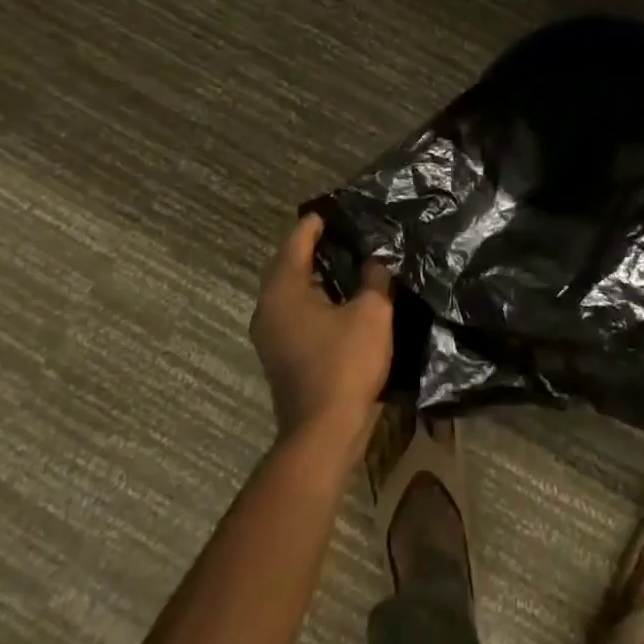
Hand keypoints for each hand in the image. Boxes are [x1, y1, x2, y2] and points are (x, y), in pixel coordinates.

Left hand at [249, 215, 393, 453]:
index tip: (336, 209)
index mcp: (284, 290)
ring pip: (289, 290)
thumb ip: (374, 278)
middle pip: (286, 264)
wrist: (324, 433)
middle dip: (311, 246)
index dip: (316, 223)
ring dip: (311, 272)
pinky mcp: (281, 355)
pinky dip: (312, 296)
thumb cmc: (345, 364)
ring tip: (345, 259)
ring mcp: (270, 335)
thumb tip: (375, 258)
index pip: (296, 241)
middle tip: (342, 231)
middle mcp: (268, 308)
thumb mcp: (372, 312)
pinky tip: (339, 296)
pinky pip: (293, 310)